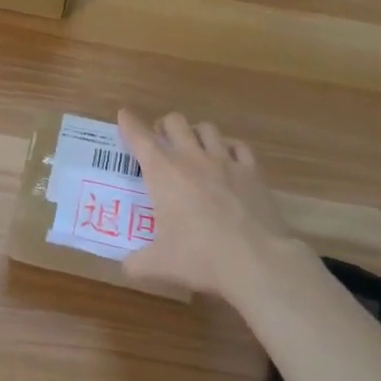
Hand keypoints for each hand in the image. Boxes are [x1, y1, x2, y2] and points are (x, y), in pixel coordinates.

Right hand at [118, 109, 297, 301]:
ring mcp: (225, 161)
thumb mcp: (159, 264)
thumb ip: (137, 262)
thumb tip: (127, 266)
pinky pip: (239, 146)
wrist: (257, 260)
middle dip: (164, 126)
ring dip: (195, 133)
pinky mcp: (253, 171)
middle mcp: (192, 158)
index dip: (129, 123)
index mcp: (163, 173)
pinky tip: (228, 159)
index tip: (124, 114)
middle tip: (161, 140)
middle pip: (175, 121)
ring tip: (194, 147)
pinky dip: (229, 147)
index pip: (139, 137)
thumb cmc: (200, 257)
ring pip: (207, 128)